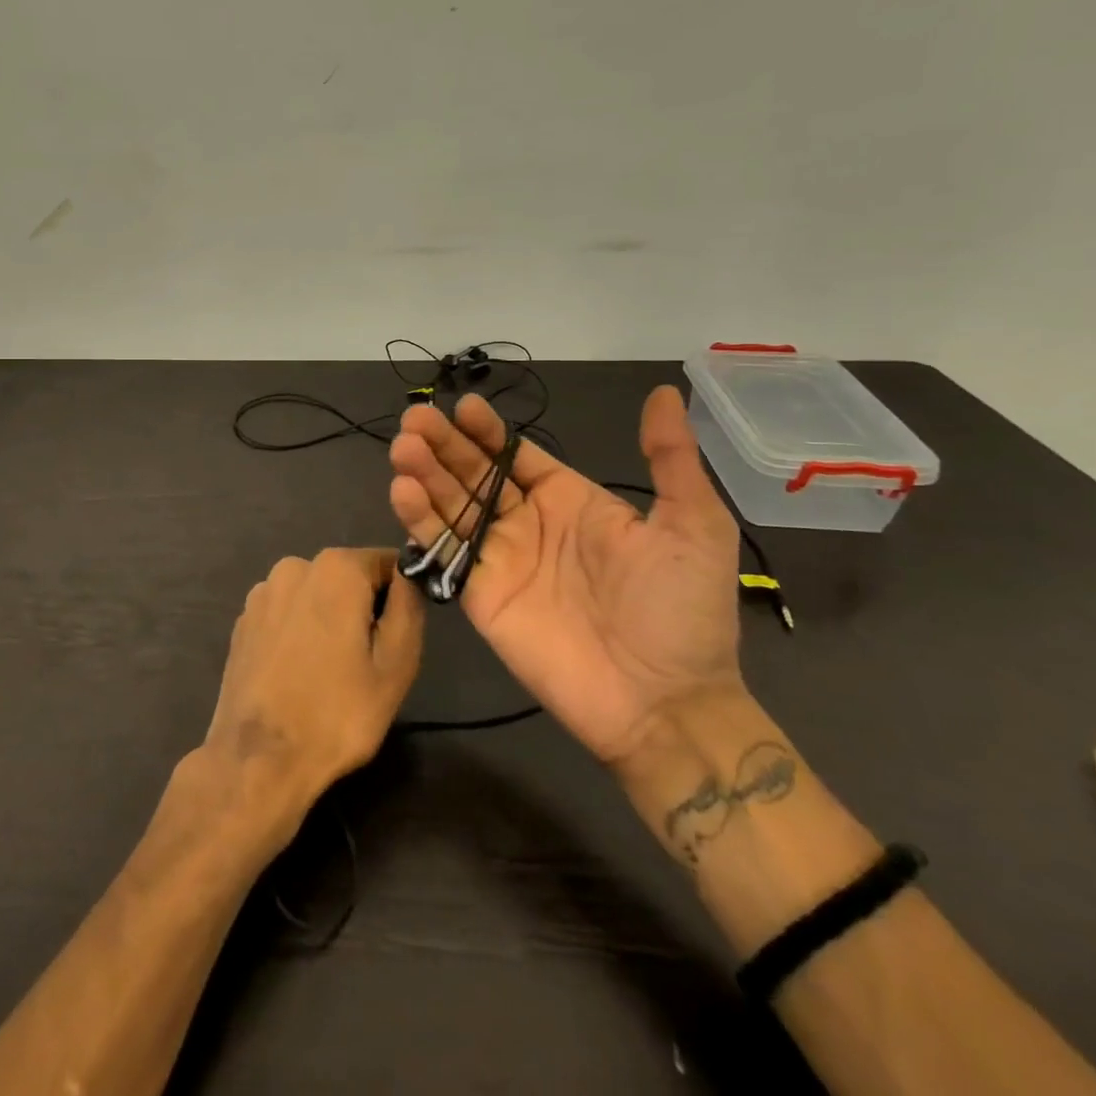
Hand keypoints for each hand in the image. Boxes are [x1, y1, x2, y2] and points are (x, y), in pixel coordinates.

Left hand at [202, 548, 424, 828]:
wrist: (259, 759)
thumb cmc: (338, 713)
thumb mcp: (397, 664)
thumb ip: (408, 607)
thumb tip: (406, 577)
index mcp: (336, 568)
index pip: (386, 563)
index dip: (398, 597)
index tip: (395, 638)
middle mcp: (294, 566)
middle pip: (347, 577)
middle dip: (361, 609)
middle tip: (365, 662)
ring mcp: (262, 592)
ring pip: (314, 595)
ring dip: (327, 620)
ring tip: (328, 671)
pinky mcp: (243, 620)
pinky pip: (286, 614)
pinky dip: (297, 632)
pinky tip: (296, 673)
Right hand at [388, 386, 741, 763]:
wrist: (664, 703)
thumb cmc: (682, 611)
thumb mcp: (693, 524)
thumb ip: (670, 458)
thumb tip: (665, 392)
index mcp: (569, 500)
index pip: (514, 454)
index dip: (487, 431)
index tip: (463, 407)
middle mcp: (527, 522)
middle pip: (474, 473)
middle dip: (444, 444)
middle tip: (416, 418)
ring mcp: (499, 558)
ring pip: (451, 505)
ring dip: (424, 474)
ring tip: (403, 448)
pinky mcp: (478, 594)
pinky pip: (444, 551)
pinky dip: (420, 521)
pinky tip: (402, 490)